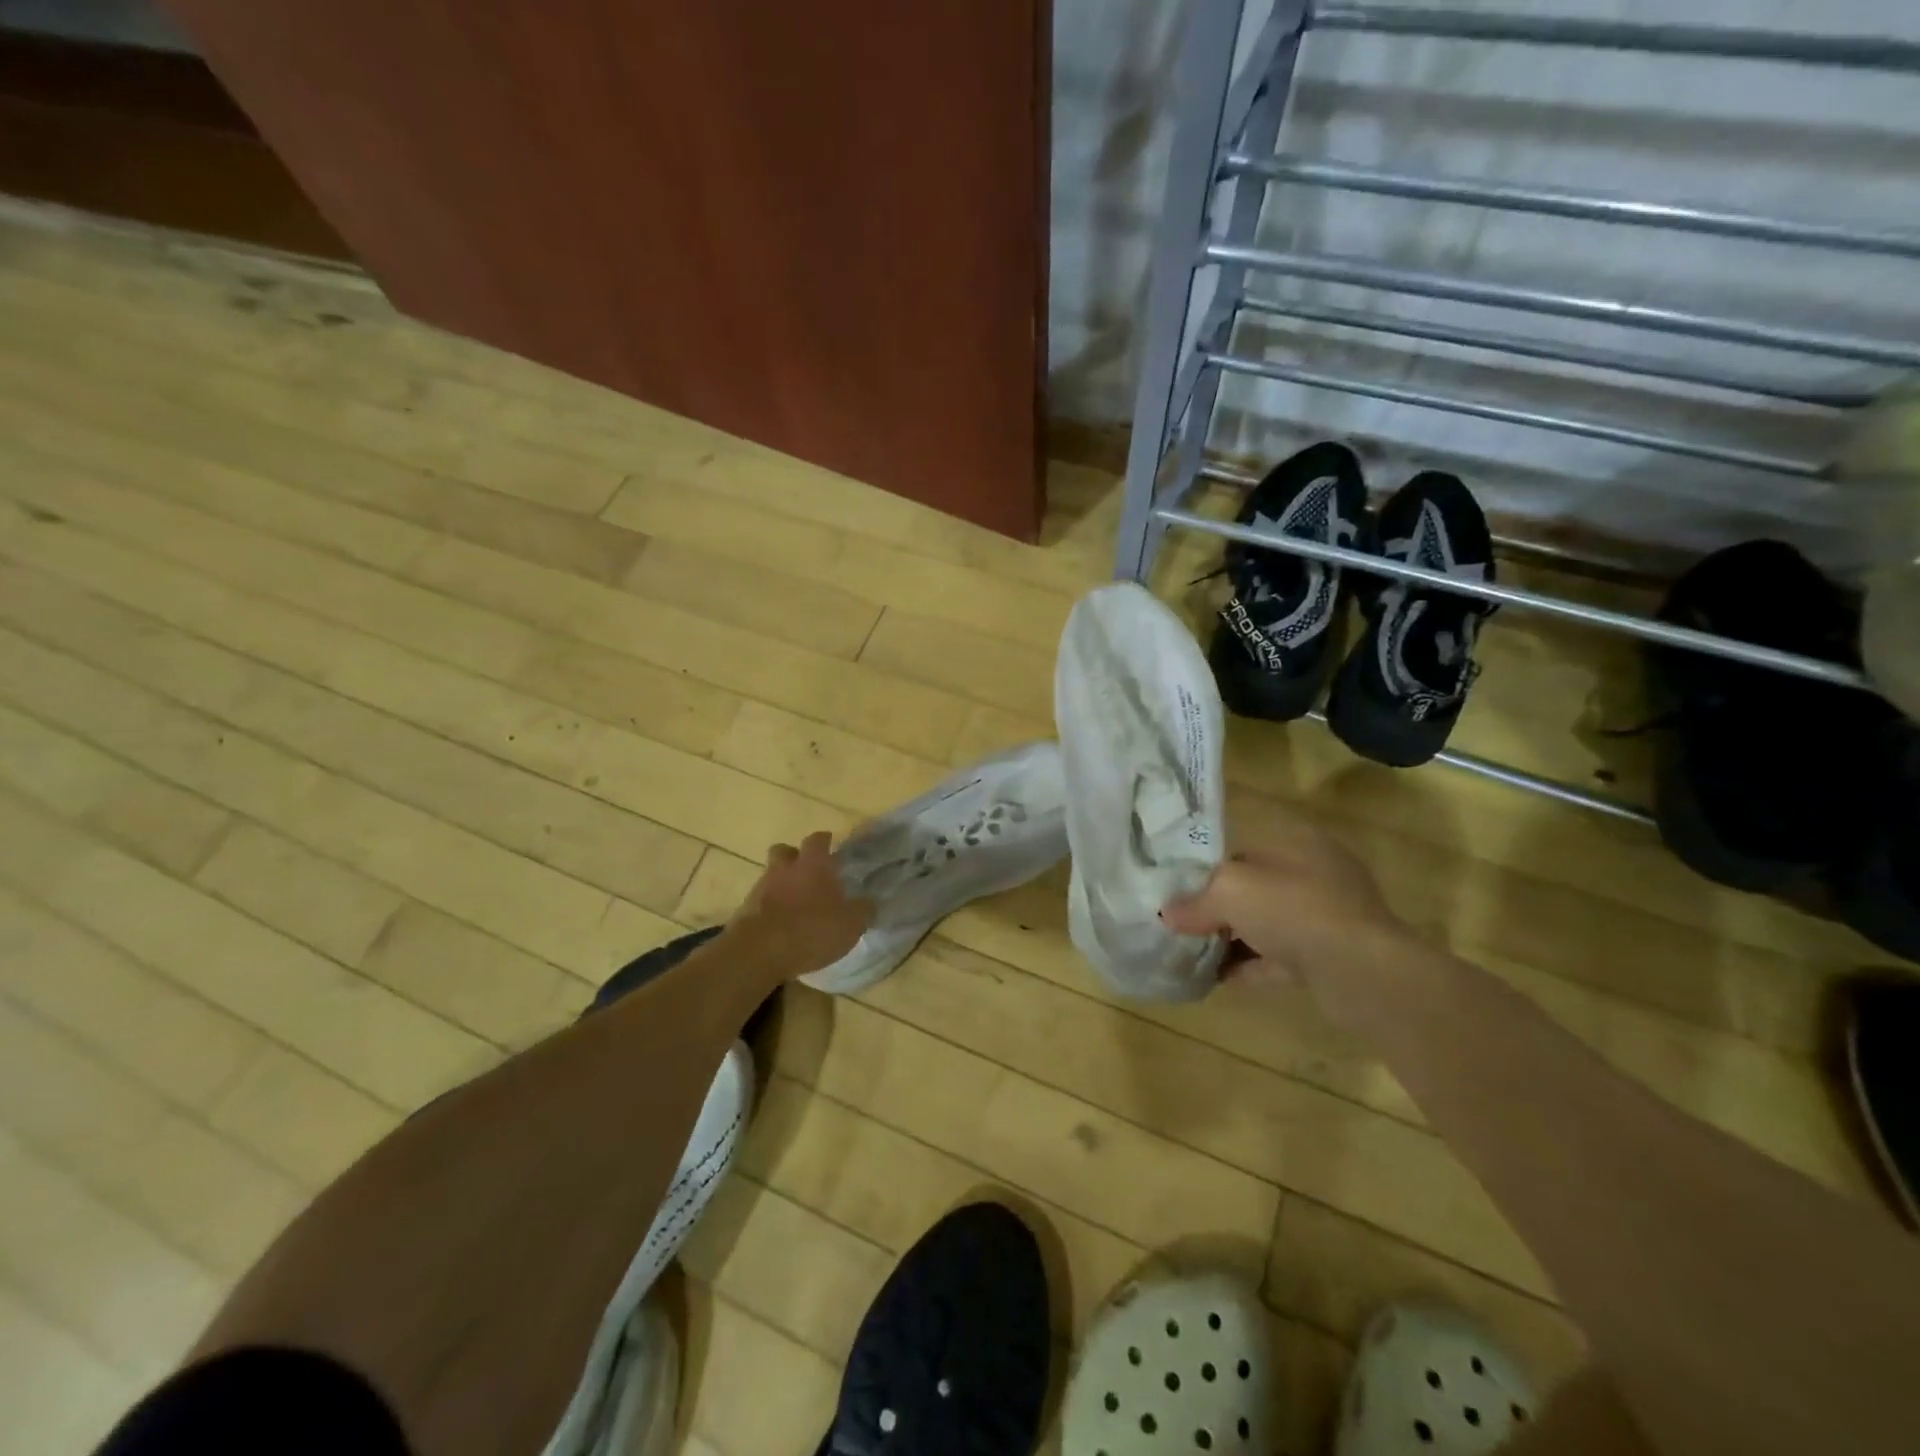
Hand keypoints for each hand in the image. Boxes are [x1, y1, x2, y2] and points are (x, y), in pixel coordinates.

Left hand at [729, 831, 873, 980]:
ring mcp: (760, 888)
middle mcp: (784, 868)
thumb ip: (863, 910)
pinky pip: (760, 901)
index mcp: (813, 864)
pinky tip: (780, 925)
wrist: (758, 952)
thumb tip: (869, 902)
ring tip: (796, 905)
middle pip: (785, 851)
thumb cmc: (811, 930)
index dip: (825, 841)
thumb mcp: (851, 924)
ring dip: (782, 885)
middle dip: (795, 858)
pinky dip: (770, 908)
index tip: (831, 846)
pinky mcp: (744, 910)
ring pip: (771, 876)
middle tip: (809, 873)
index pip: (818, 839)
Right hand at [1162, 795, 1410, 1013]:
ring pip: (1267, 924)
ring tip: (1194, 952)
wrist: (1360, 970)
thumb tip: (1166, 914)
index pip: (1241, 850)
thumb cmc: (1291, 908)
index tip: (1178, 890)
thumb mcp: (1228, 892)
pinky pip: (1279, 957)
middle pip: (1254, 888)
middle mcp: (1315, 873)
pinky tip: (1218, 977)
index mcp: (1296, 842)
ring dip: (1233, 939)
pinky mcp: (1330, 956)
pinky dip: (1251, 965)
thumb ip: (1194, 902)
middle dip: (1219, 907)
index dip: (1207, 869)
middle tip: (1183, 925)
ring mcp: (1326, 916)